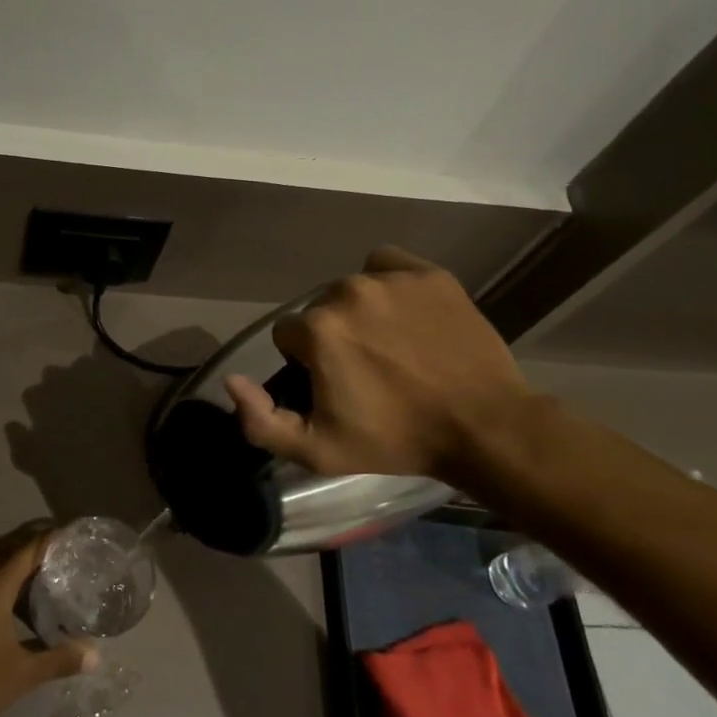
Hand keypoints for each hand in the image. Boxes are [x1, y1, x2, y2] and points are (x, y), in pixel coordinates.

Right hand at [225, 245, 537, 486]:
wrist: (485, 427)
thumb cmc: (396, 440)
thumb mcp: (319, 450)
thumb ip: (261, 421)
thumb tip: (231, 381)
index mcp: (317, 329)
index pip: (288, 337)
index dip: (306, 365)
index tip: (335, 387)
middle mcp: (347, 291)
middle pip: (319, 311)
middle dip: (332, 337)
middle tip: (367, 372)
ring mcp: (391, 279)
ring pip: (352, 289)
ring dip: (360, 313)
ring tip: (392, 346)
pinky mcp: (429, 274)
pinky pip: (388, 265)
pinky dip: (388, 283)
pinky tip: (405, 314)